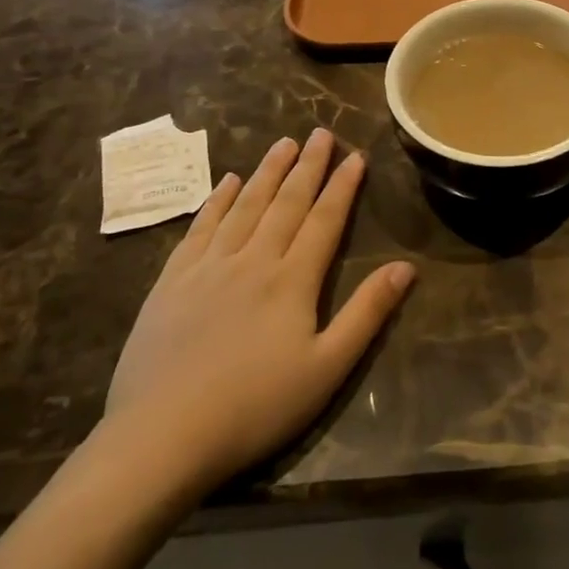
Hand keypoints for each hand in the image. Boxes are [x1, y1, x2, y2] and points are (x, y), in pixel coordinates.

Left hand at [100, 130, 414, 500]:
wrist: (162, 436)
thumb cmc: (255, 406)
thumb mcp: (327, 368)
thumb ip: (367, 313)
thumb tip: (406, 267)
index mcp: (292, 280)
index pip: (325, 220)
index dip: (342, 186)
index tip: (355, 156)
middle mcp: (253, 260)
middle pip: (286, 203)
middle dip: (307, 166)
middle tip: (320, 133)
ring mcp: (208, 267)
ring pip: (245, 206)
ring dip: (267, 172)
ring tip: (282, 143)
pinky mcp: (172, 281)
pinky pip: (200, 227)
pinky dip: (217, 200)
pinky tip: (228, 182)